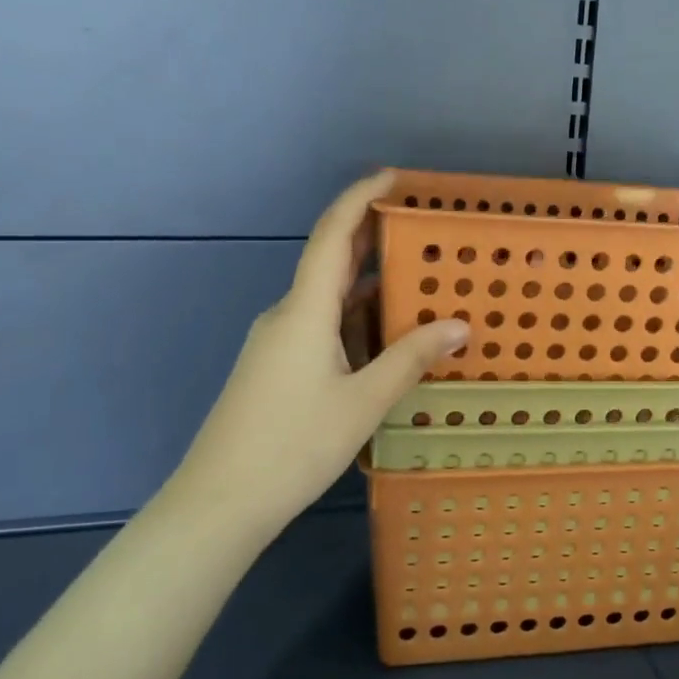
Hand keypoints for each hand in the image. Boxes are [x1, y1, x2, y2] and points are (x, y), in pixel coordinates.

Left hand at [168, 172, 469, 532]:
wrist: (219, 503)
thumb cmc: (292, 445)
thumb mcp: (362, 403)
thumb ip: (410, 359)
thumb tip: (459, 326)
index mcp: (304, 310)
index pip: (333, 234)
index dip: (360, 197)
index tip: (393, 176)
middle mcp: (287, 314)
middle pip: (331, 260)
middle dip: (373, 238)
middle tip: (421, 229)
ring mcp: (277, 341)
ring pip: (328, 299)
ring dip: (369, 288)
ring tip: (418, 285)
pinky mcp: (275, 366)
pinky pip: (321, 326)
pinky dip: (355, 321)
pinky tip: (385, 339)